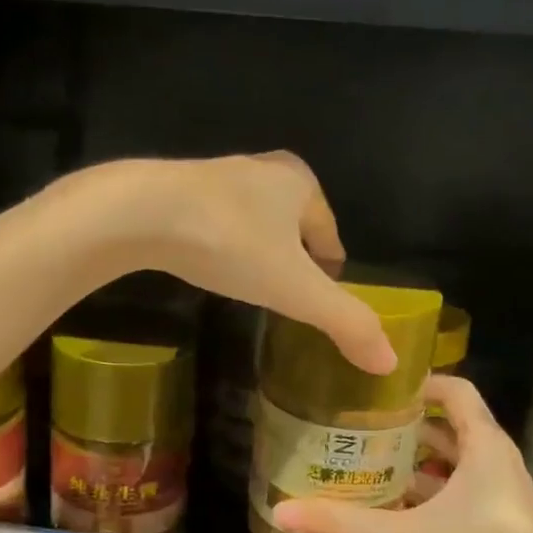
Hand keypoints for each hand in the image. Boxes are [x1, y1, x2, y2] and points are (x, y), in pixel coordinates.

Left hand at [112, 153, 395, 374]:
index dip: (330, 267)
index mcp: (300, 183)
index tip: (323, 297)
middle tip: (287, 296)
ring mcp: (217, 176)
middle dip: (293, 257)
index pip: (329, 232)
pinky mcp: (177, 190)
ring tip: (249, 285)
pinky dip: (219, 244)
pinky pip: (215, 222)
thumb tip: (390, 362)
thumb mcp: (294, 289)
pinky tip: (208, 264)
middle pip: (292, 223)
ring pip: (252, 221)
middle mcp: (262, 170)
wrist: (142, 212)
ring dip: (255, 249)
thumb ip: (343, 322)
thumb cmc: (231, 243)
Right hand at [273, 375, 532, 532]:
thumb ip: (340, 524)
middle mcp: (498, 464)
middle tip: (355, 422)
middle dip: (404, 423)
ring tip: (365, 459)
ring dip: (413, 459)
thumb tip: (279, 511)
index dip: (418, 382)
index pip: (456, 390)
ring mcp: (500, 498)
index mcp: (486, 448)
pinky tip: (388, 507)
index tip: (374, 387)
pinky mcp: (496, 527)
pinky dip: (425, 490)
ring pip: (452, 462)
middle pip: (449, 425)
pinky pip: (456, 492)